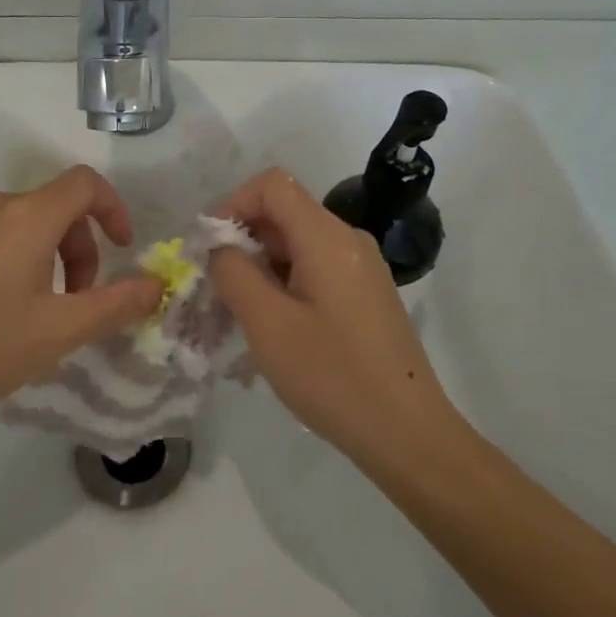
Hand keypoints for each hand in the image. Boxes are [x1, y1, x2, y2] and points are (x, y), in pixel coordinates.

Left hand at [0, 166, 163, 439]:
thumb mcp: (59, 332)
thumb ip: (116, 304)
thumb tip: (156, 284)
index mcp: (27, 217)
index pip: (85, 183)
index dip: (114, 209)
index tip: (122, 249)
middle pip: (52, 208)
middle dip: (77, 249)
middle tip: (73, 303)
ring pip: (16, 224)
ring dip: (39, 256)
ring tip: (28, 311)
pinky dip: (2, 257)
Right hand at [209, 167, 454, 457]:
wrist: (407, 432)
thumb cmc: (332, 376)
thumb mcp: (268, 324)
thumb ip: (235, 273)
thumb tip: (222, 247)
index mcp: (327, 237)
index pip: (272, 185)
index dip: (232, 203)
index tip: (209, 247)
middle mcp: (348, 240)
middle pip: (284, 213)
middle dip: (242, 240)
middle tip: (215, 287)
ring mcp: (361, 267)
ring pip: (296, 244)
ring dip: (260, 267)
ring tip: (238, 314)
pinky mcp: (365, 294)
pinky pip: (314, 269)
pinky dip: (283, 284)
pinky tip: (271, 328)